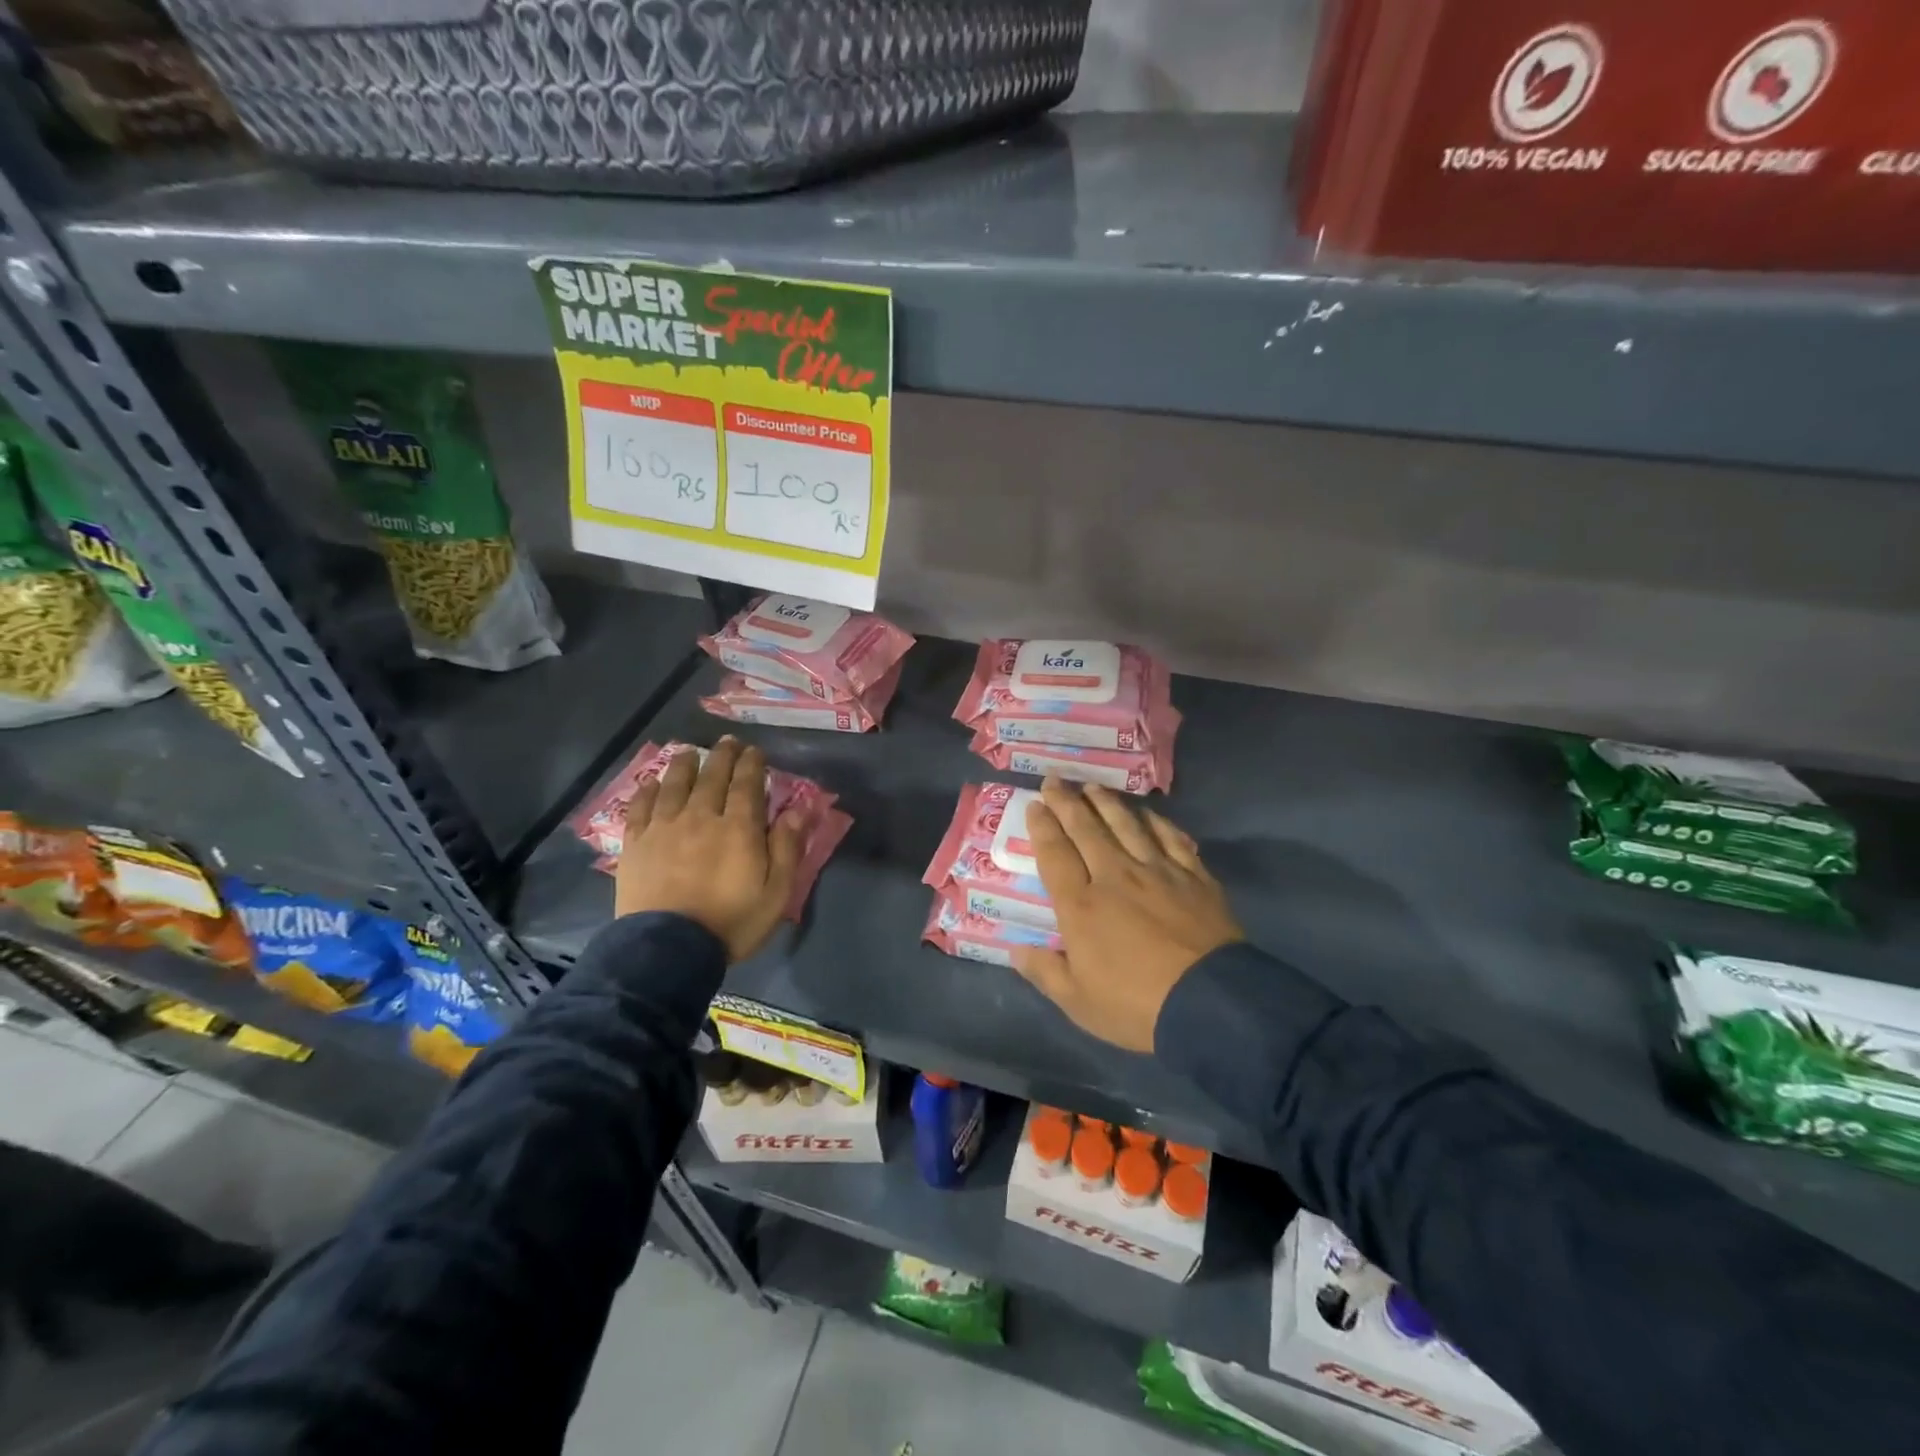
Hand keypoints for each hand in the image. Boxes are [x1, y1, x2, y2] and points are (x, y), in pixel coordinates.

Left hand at [613, 737, 804, 962]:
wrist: (668, 950)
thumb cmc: (731, 922)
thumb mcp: (776, 893)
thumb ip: (787, 848)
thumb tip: (797, 809)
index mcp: (738, 828)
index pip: (746, 784)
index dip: (752, 764)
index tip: (755, 750)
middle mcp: (701, 817)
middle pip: (712, 777)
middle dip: (723, 756)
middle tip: (728, 742)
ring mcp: (664, 828)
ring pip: (675, 784)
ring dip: (685, 765)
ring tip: (690, 752)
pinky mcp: (636, 844)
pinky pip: (640, 807)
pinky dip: (647, 790)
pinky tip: (650, 781)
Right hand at [1012, 778, 1243, 1051]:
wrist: (1210, 1004)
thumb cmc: (1135, 1005)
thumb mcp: (1078, 1001)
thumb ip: (1045, 971)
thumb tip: (1016, 950)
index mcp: (1081, 905)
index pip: (1055, 854)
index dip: (1042, 827)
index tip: (1034, 805)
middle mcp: (1115, 876)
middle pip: (1086, 829)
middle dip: (1067, 802)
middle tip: (1055, 780)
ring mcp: (1157, 871)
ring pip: (1126, 825)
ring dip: (1106, 803)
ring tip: (1093, 787)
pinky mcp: (1193, 876)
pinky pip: (1170, 838)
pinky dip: (1156, 822)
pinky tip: (1147, 814)